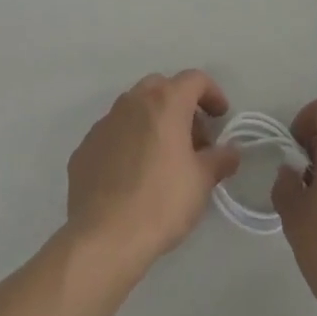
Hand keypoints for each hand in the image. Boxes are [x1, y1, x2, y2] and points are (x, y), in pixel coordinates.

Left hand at [65, 70, 241, 278]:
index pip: (194, 79)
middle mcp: (132, 102)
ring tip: (165, 159)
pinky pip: (115, 133)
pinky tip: (134, 174)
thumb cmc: (161, 202)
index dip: (212, 93)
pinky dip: (130, 142)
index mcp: (164, 102)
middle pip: (162, 88)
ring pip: (135, 108)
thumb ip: (220, 159)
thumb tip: (230, 151)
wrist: (103, 235)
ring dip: (154, 122)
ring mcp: (104, 122)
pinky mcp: (86, 146)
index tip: (221, 118)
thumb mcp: (201, 182)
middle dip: (181, 106)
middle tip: (194, 139)